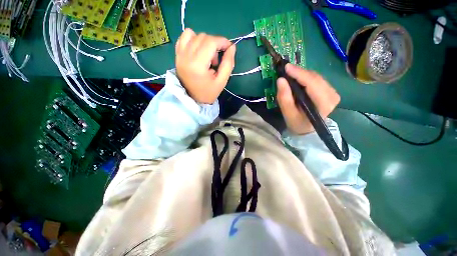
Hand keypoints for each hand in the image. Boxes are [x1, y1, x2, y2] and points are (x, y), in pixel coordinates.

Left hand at [175, 28, 235, 103]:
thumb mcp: (222, 81)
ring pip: (193, 34)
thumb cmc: (208, 92)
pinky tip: (198, 50)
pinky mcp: (177, 55)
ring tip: (207, 56)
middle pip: (203, 37)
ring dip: (204, 41)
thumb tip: (232, 47)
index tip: (229, 48)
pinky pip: (183, 37)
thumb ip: (228, 63)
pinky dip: (193, 39)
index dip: (222, 41)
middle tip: (216, 60)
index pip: (211, 42)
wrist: (192, 99)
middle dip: (214, 44)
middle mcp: (186, 56)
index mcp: (198, 65)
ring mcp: (179, 55)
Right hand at [277, 64, 339, 134]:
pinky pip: (316, 79)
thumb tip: (280, 80)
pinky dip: (305, 77)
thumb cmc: (297, 123)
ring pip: (316, 76)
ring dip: (302, 74)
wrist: (306, 128)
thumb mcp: (288, 114)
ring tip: (289, 74)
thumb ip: (284, 98)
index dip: (299, 74)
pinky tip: (297, 78)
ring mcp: (332, 92)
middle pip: (315, 78)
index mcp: (324, 104)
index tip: (286, 67)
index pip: (313, 84)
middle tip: (285, 70)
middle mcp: (332, 96)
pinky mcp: (329, 90)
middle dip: (299, 72)